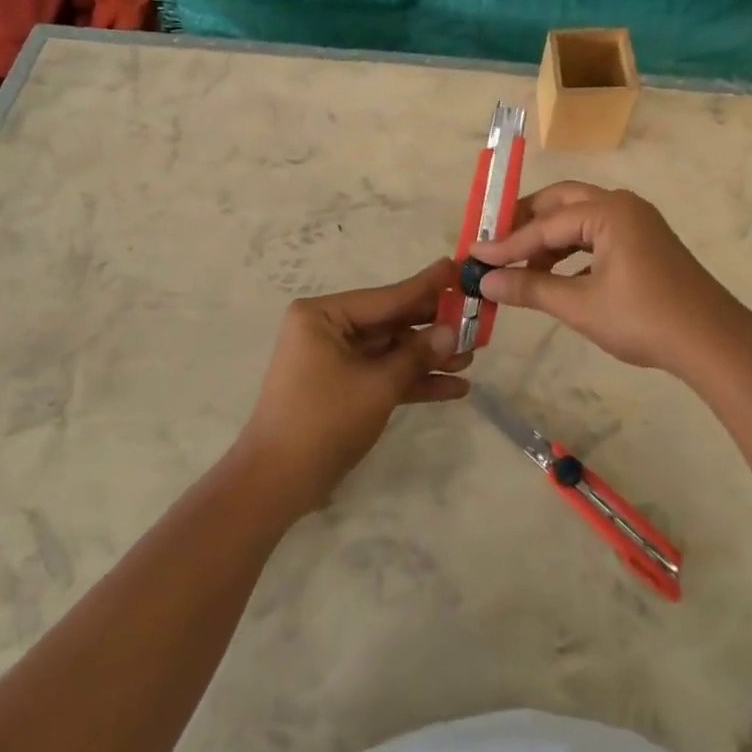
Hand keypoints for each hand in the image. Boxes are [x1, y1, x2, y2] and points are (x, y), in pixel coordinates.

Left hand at [235, 258, 470, 516]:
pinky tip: (454, 388)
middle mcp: (327, 329)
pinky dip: (413, 381)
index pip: (387, 297)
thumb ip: (417, 355)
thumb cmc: (323, 421)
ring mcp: (334, 359)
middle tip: (476, 319)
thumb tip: (453, 331)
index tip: (458, 267)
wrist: (276, 484)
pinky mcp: (342, 387)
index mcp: (323, 315)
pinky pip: (383, 374)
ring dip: (428, 357)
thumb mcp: (378, 385)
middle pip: (392, 322)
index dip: (427, 286)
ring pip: (391, 350)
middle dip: (433, 328)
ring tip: (472, 357)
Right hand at [470, 183, 751, 375]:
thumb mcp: (580, 305)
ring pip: (580, 218)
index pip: (545, 224)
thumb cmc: (644, 319)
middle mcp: (622, 205)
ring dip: (549, 239)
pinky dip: (573, 250)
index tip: (473, 256)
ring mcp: (638, 222)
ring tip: (522, 266)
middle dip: (526, 224)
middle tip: (496, 246)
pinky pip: (598, 235)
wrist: (712, 342)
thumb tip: (486, 282)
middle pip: (561, 203)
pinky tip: (557, 275)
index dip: (506, 243)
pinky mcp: (645, 242)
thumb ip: (530, 288)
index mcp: (608, 211)